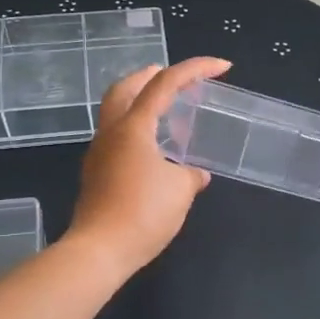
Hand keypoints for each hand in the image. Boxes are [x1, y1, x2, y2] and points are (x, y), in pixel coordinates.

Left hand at [66, 56, 231, 279]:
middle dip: (151, 75)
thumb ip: (192, 175)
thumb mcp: (180, 191)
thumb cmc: (143, 214)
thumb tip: (196, 174)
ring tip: (170, 114)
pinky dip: (137, 131)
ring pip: (117, 113)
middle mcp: (111, 132)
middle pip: (126, 88)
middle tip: (175, 78)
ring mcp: (99, 153)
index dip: (196, 69)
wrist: (99, 251)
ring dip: (142, 104)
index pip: (165, 83)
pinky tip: (156, 150)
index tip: (223, 67)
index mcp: (133, 127)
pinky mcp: (96, 174)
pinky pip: (118, 139)